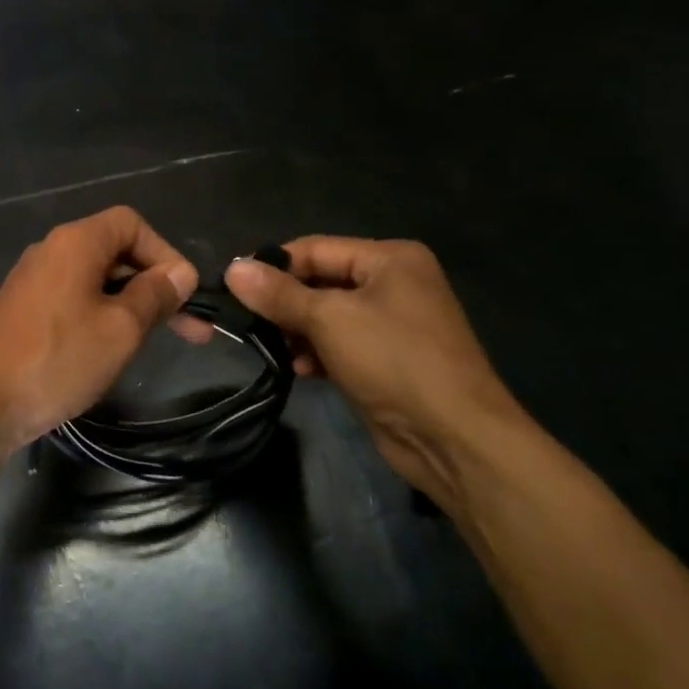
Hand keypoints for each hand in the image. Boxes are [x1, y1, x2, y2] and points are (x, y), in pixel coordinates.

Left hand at [0, 206, 197, 456]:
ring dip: (131, 303)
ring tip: (156, 341)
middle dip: (155, 285)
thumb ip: (155, 296)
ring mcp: (32, 281)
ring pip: (95, 279)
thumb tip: (180, 273)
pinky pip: (73, 299)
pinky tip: (111, 348)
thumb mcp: (121, 329)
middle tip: (191, 328)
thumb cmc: (58, 359)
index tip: (185, 293)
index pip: (131, 223)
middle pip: (115, 250)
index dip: (165, 252)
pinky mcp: (22, 310)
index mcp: (75, 242)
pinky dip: (101, 315)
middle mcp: (51, 251)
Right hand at [220, 238, 532, 513]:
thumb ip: (279, 293)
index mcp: (389, 259)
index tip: (232, 286)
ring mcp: (392, 324)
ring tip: (272, 348)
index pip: (315, 248)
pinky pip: (339, 344)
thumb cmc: (394, 361)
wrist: (455, 440)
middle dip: (284, 302)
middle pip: (320, 281)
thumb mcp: (330, 319)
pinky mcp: (386, 360)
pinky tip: (299, 370)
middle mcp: (393, 283)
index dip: (273, 265)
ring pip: (326, 315)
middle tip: (246, 320)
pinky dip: (317, 353)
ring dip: (297, 331)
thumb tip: (232, 269)